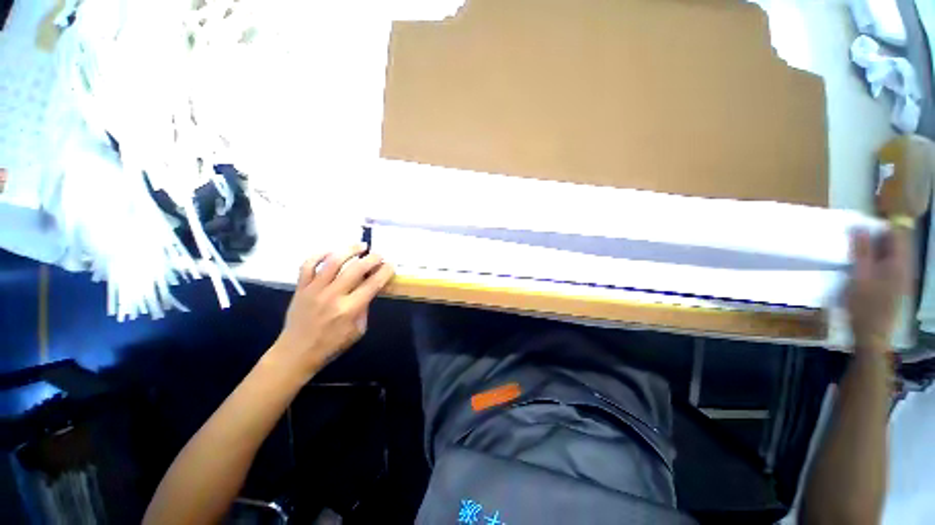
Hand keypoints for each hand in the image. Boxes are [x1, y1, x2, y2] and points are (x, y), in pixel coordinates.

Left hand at [268, 244, 394, 379]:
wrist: (296, 352)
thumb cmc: (332, 344)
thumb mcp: (358, 330)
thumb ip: (365, 307)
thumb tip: (370, 288)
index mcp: (350, 309)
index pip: (373, 283)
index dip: (385, 271)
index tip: (391, 264)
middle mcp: (333, 295)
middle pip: (356, 269)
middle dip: (372, 258)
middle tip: (379, 254)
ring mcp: (315, 289)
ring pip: (333, 261)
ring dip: (349, 250)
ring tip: (361, 245)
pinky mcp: (301, 287)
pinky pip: (308, 265)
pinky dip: (319, 254)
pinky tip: (331, 250)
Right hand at [845, 227, 910, 354]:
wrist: (871, 334)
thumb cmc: (863, 304)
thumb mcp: (859, 276)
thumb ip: (861, 251)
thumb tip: (860, 227)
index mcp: (899, 262)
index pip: (896, 233)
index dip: (881, 226)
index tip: (862, 226)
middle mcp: (905, 267)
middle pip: (897, 243)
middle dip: (879, 237)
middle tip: (857, 237)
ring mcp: (902, 278)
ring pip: (893, 254)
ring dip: (878, 249)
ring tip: (859, 251)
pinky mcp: (896, 286)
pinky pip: (891, 265)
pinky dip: (879, 260)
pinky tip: (867, 267)